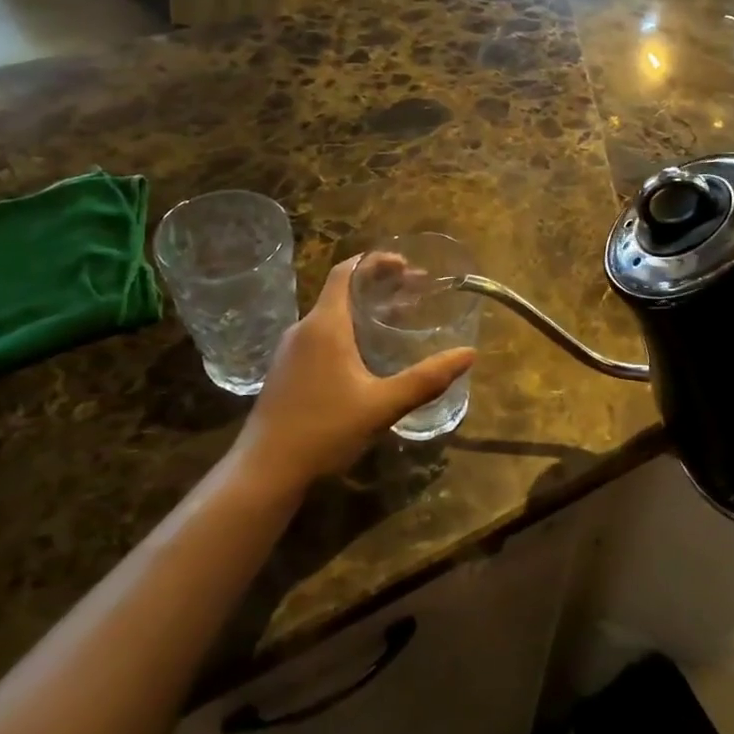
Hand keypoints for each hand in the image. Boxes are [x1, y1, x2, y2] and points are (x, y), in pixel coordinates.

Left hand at [228, 257, 474, 496]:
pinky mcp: (287, 371)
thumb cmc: (324, 430)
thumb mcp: (382, 405)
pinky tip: (368, 354)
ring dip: (365, 309)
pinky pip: (322, 336)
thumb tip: (469, 354)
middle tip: (415, 290)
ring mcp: (291, 351)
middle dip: (379, 285)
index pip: (347, 272)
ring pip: (332, 315)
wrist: (265, 472)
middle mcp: (304, 329)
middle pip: (342, 291)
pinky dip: (350, 329)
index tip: (407, 264)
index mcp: (325, 326)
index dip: (376, 262)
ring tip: (398, 317)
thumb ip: (426, 379)